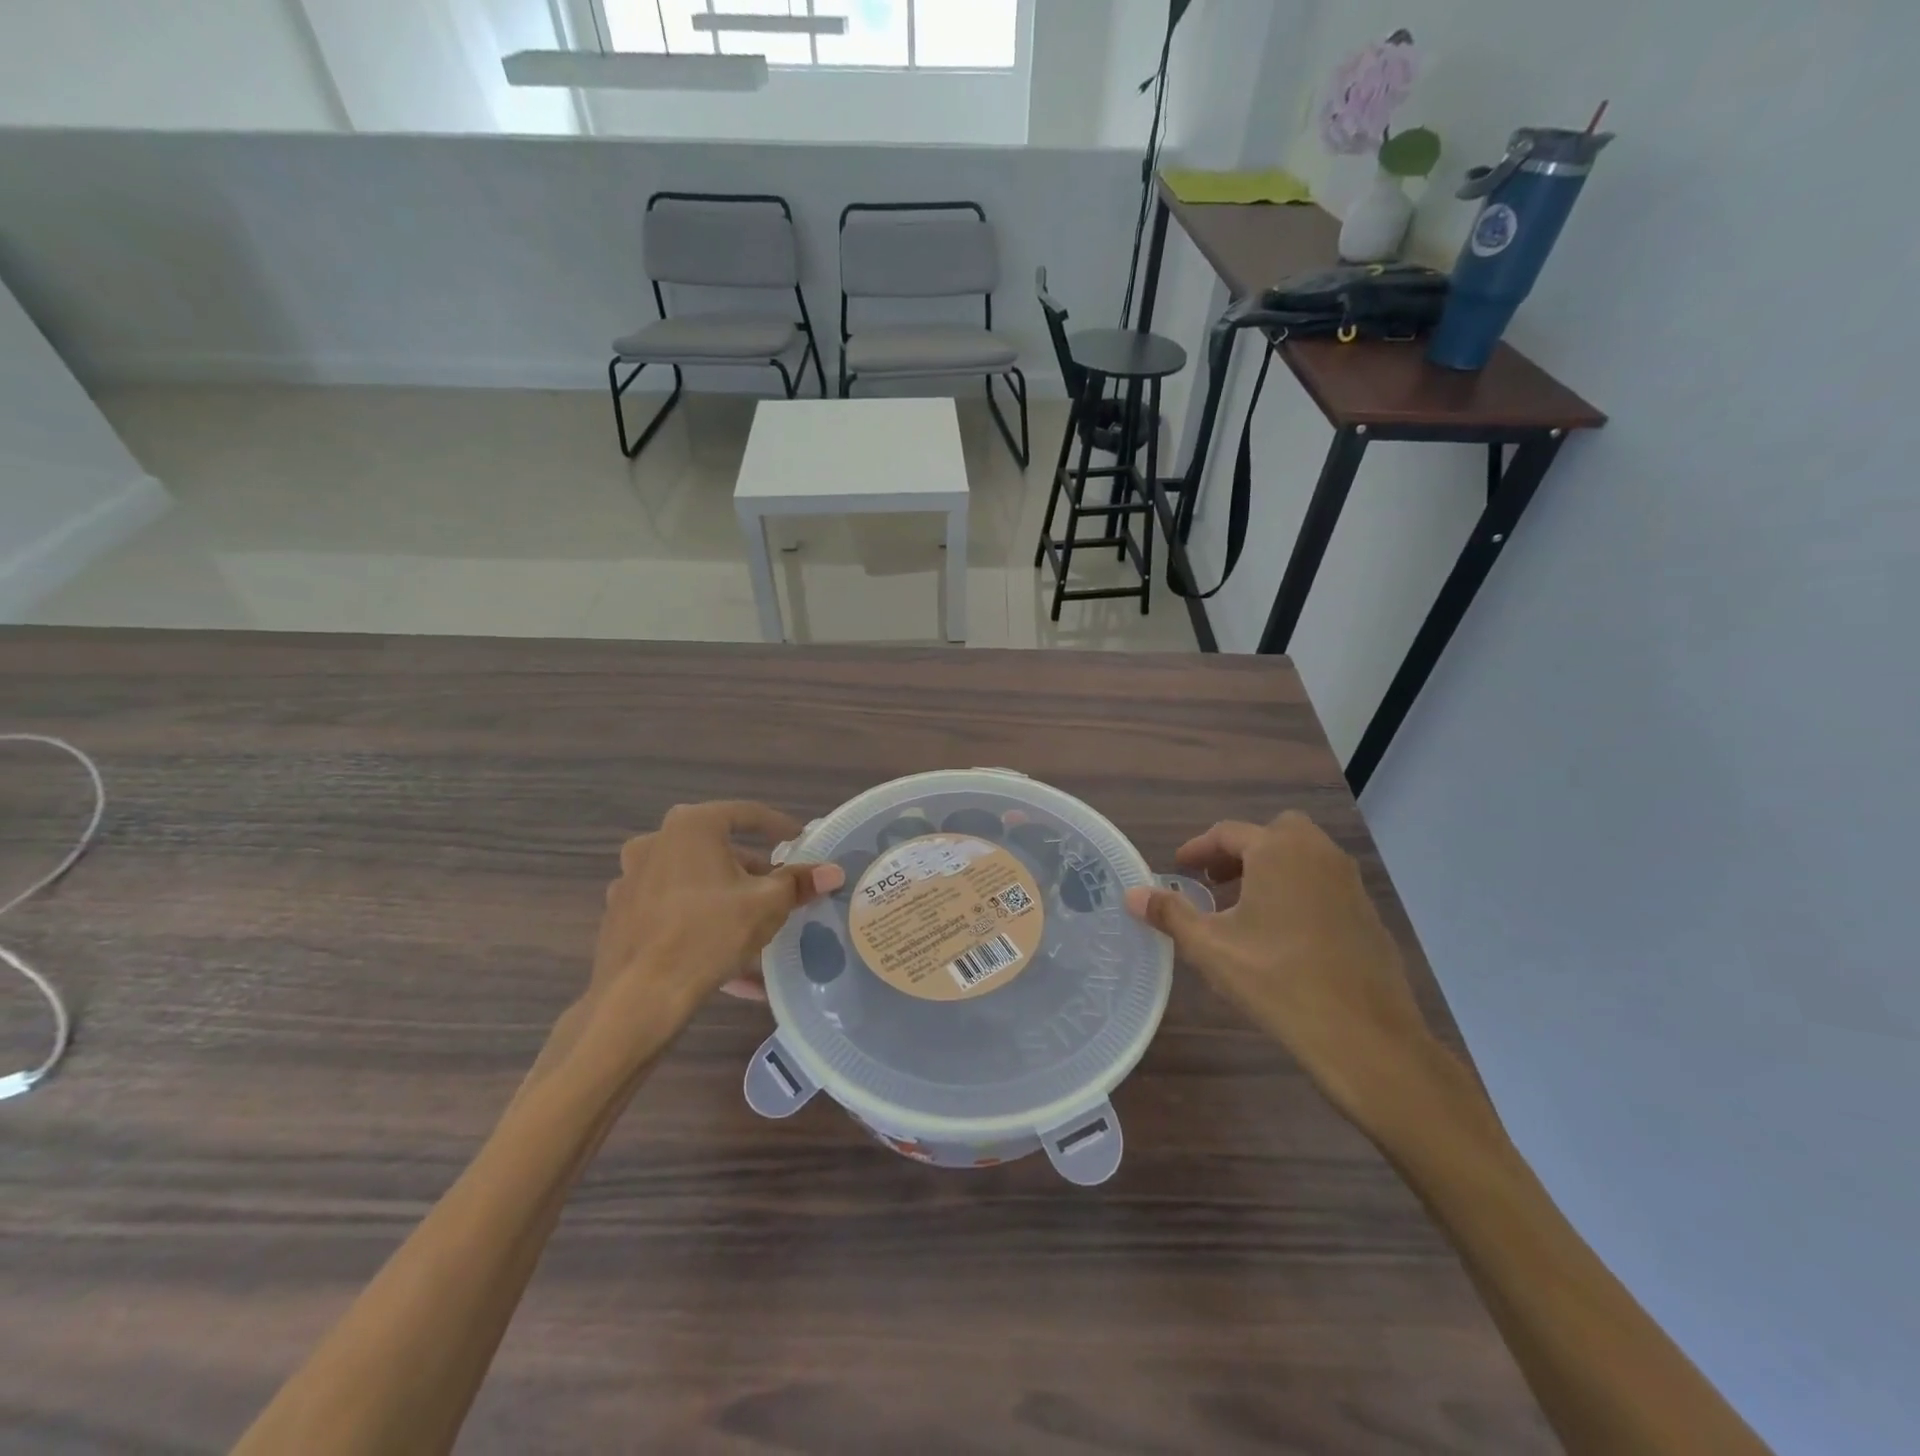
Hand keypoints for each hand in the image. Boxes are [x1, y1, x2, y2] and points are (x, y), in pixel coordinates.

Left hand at [584, 802, 842, 1064]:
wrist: (639, 998)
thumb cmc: (709, 934)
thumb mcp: (767, 905)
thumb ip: (799, 883)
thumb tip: (833, 871)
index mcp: (691, 827)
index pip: (746, 813)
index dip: (779, 827)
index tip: (800, 842)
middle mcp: (655, 843)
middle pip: (717, 849)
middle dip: (752, 870)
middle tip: (778, 890)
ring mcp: (632, 879)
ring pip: (694, 881)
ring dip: (726, 898)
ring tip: (756, 926)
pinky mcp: (621, 915)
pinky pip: (673, 911)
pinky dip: (701, 923)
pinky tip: (726, 958)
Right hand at [1124, 811, 1437, 1124]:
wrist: (1365, 1036)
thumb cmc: (1277, 980)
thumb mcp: (1211, 948)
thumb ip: (1170, 914)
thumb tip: (1132, 893)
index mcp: (1277, 851)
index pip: (1228, 833)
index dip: (1197, 849)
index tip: (1178, 868)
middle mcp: (1317, 854)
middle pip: (1274, 833)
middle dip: (1241, 851)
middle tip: (1216, 882)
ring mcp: (1349, 883)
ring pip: (1303, 857)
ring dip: (1270, 870)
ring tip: (1245, 909)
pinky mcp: (1367, 913)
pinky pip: (1324, 884)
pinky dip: (1298, 891)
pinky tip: (1284, 935)